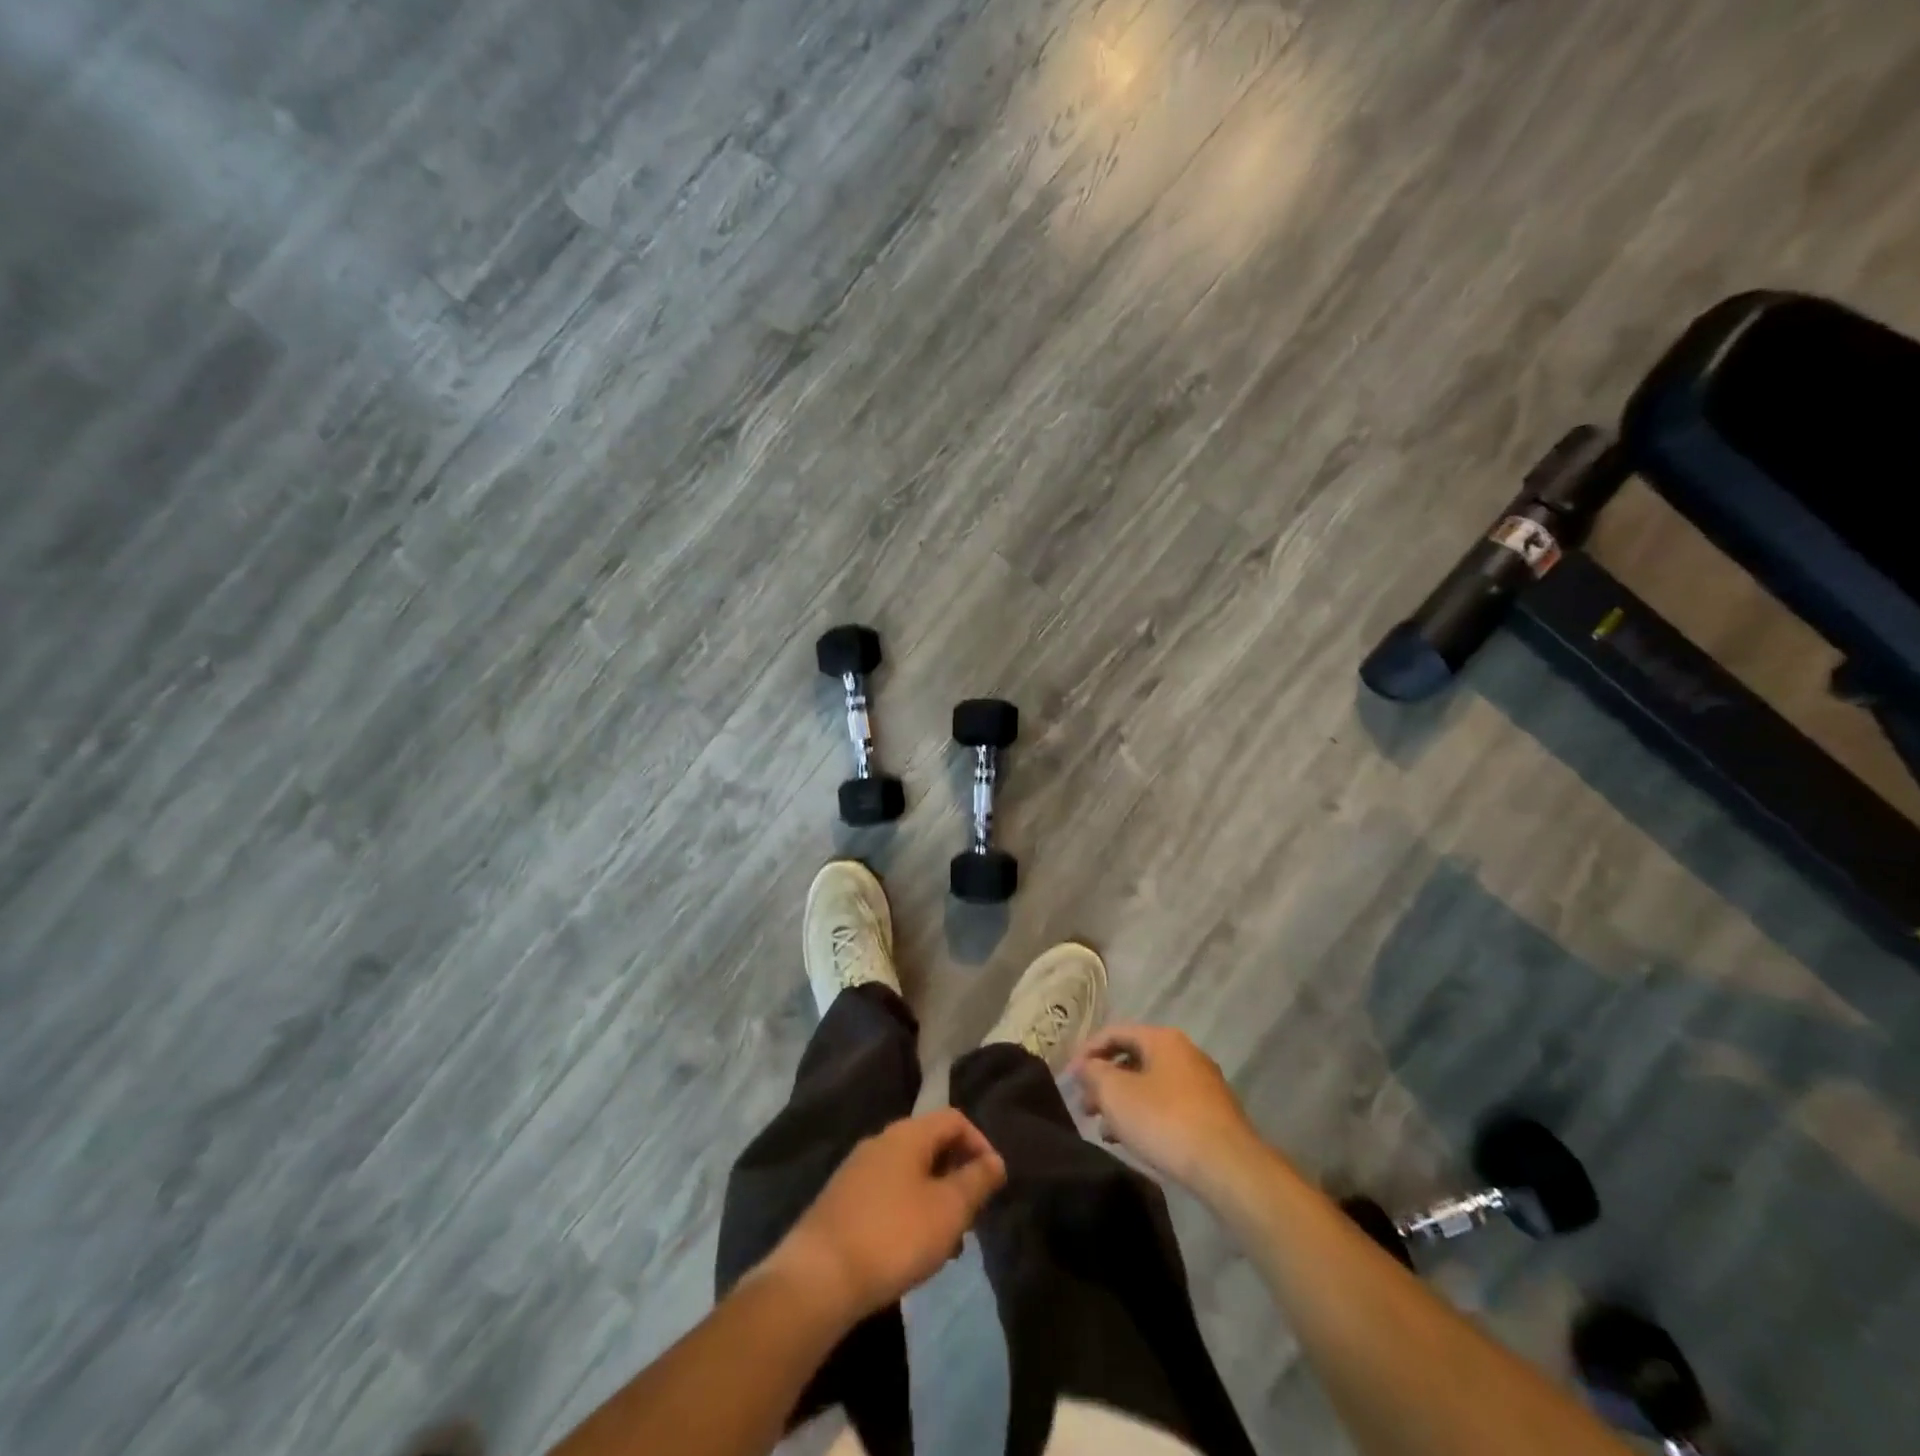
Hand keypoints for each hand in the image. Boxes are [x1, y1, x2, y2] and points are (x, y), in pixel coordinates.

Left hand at [767, 1109, 1006, 1326]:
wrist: (818, 1277)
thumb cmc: (893, 1236)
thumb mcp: (948, 1210)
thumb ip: (976, 1181)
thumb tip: (995, 1160)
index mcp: (907, 1134)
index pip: (954, 1119)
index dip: (980, 1144)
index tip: (994, 1183)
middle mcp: (881, 1141)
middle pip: (931, 1144)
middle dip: (957, 1175)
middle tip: (972, 1217)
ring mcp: (857, 1170)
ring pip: (910, 1172)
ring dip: (935, 1198)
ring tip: (946, 1243)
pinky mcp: (842, 1200)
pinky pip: (888, 1193)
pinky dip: (909, 1211)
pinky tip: (911, 1250)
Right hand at [1069, 1024, 1263, 1196]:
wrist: (1228, 1166)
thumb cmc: (1165, 1120)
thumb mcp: (1116, 1093)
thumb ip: (1094, 1073)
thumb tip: (1086, 1065)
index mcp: (1163, 1039)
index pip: (1115, 1032)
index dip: (1087, 1052)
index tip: (1068, 1077)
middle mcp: (1184, 1053)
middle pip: (1133, 1059)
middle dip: (1104, 1081)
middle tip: (1085, 1107)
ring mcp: (1202, 1084)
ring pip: (1149, 1084)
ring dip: (1122, 1102)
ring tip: (1103, 1129)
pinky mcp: (1211, 1114)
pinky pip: (1167, 1105)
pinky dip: (1145, 1116)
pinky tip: (1132, 1140)